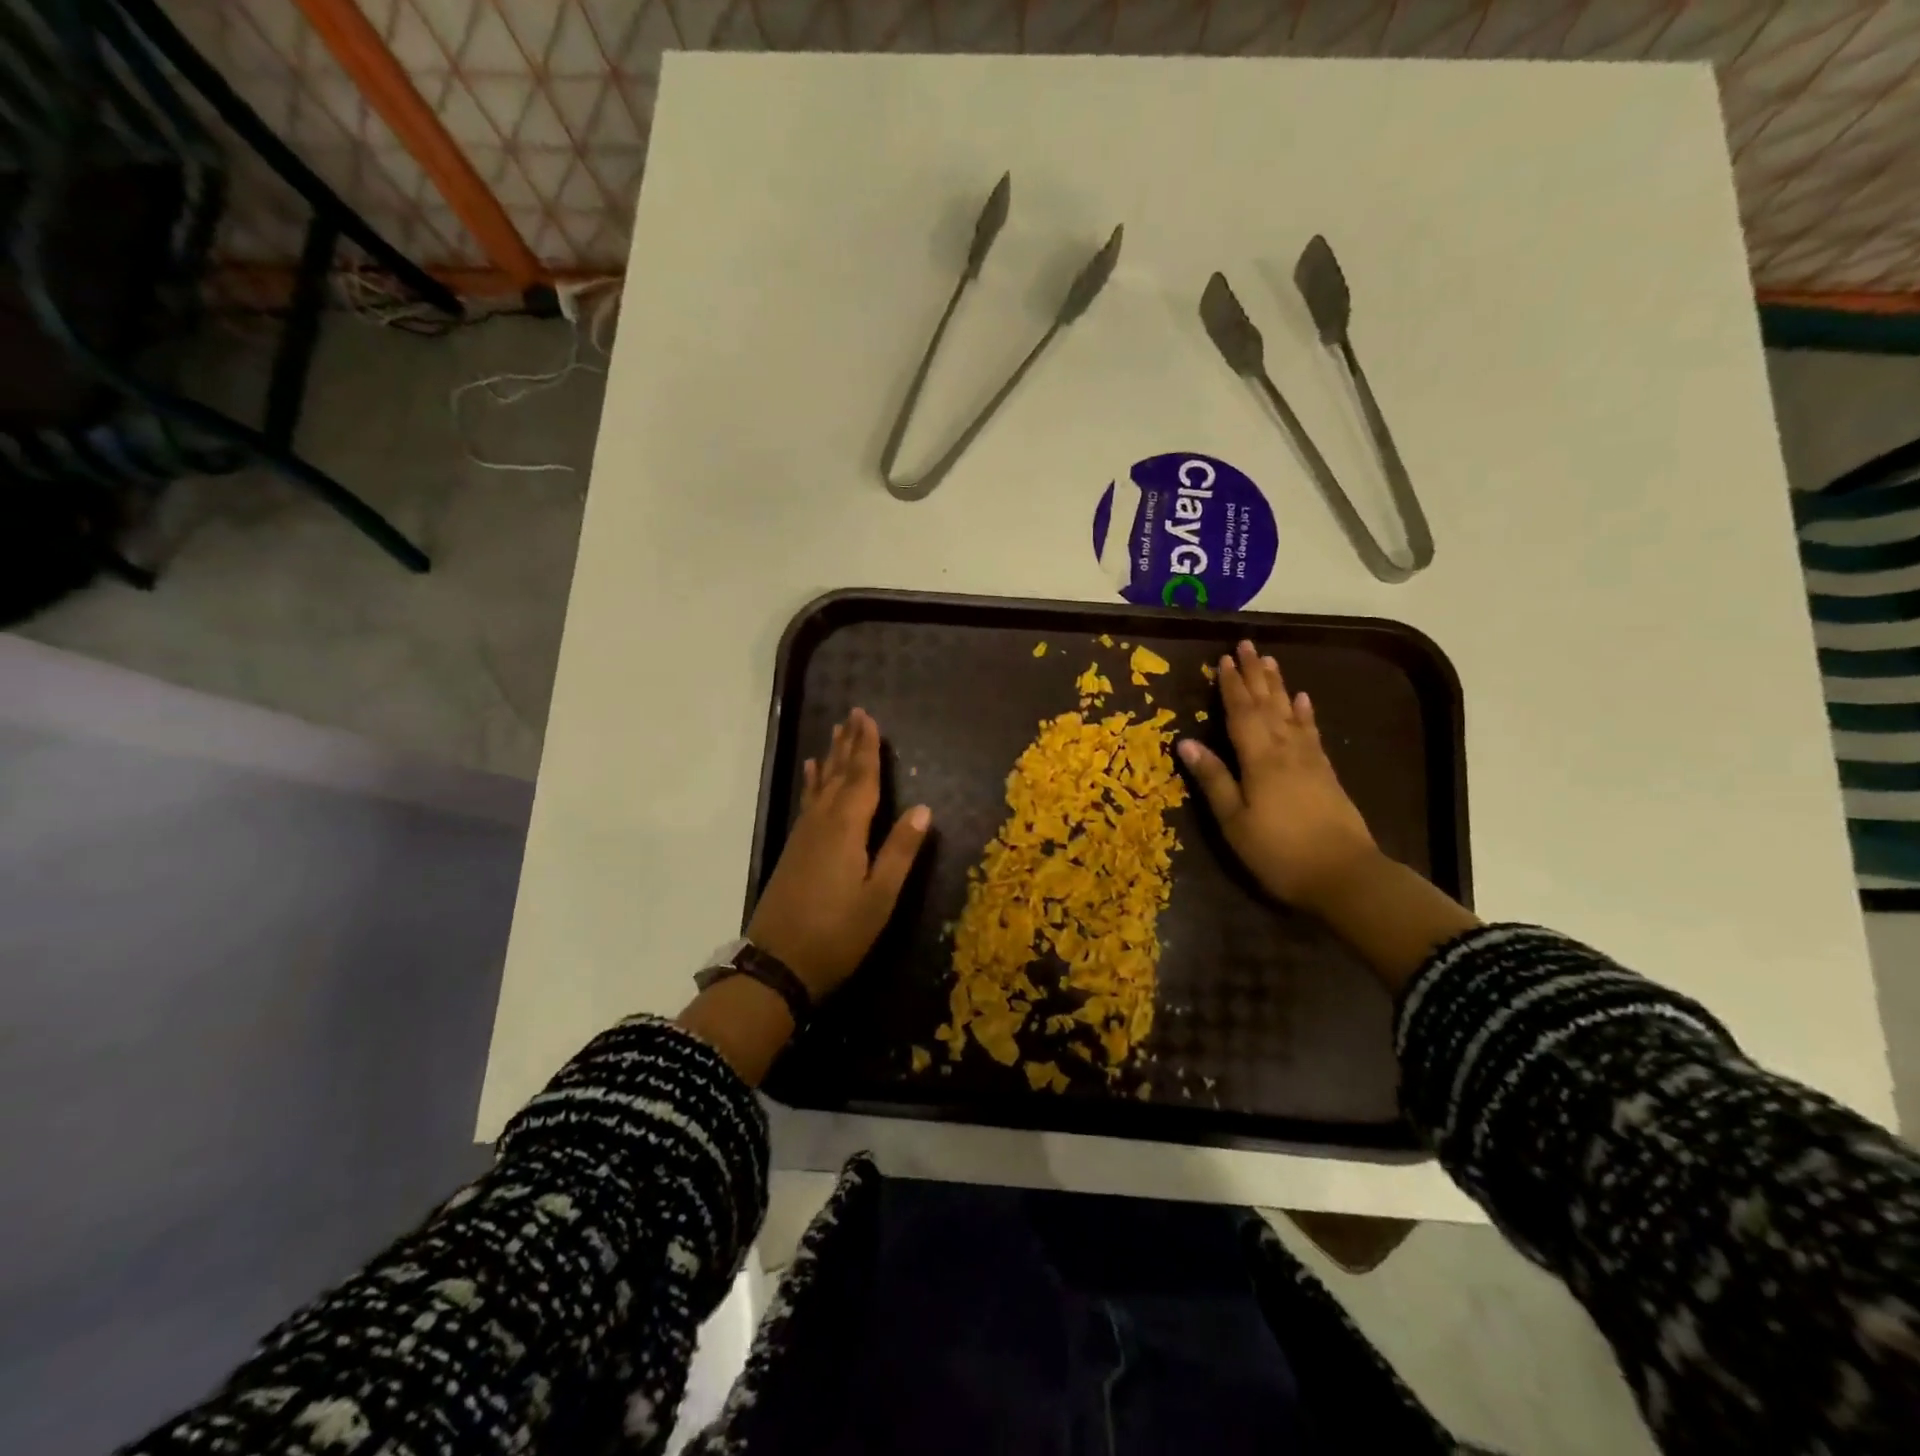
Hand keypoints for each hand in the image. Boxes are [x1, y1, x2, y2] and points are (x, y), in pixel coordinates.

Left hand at [746, 708, 931, 999]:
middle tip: (853, 713)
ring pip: (822, 785)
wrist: (777, 964)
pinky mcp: (794, 849)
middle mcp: (823, 823)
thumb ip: (900, 851)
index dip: (867, 748)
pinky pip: (808, 802)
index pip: (862, 778)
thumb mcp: (880, 897)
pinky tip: (813, 775)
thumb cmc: (837, 934)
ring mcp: (804, 836)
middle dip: (848, 744)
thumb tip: (924, 809)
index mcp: (847, 830)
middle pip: (839, 775)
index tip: (869, 718)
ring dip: (832, 758)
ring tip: (835, 733)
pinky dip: (813, 783)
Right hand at [1178, 641, 1380, 914]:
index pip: (1241, 713)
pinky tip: (1303, 700)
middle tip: (1247, 645)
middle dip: (1255, 674)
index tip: (1223, 659)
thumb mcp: (1235, 821)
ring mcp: (1310, 760)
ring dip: (1278, 685)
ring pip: (1290, 712)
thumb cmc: (1279, 852)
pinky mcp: (1326, 773)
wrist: (1344, 875)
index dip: (1231, 686)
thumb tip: (1185, 742)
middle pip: (1268, 704)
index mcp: (1259, 759)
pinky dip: (1305, 713)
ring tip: (1270, 661)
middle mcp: (1285, 750)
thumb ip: (1213, 779)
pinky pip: (1311, 732)